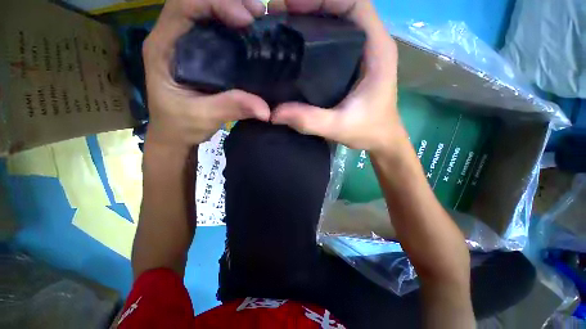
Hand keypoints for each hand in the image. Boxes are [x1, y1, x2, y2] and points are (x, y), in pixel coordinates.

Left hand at [143, 0, 270, 152]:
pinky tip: (248, 21)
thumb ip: (228, 107)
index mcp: (160, 47)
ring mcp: (179, 32)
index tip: (244, 20)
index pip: (183, 7)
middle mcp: (167, 33)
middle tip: (256, 13)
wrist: (171, 130)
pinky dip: (231, 10)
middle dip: (226, 0)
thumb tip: (265, 107)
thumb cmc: (177, 125)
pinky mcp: (191, 35)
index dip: (215, 3)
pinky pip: (209, 11)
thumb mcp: (200, 119)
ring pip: (202, 1)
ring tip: (257, 15)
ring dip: (231, 2)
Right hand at [269, 0, 404, 152]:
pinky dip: (311, 15)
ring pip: (337, 8)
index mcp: (378, 47)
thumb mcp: (342, 127)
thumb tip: (273, 113)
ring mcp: (363, 39)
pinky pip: (332, 19)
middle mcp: (372, 37)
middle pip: (343, 2)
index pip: (356, 4)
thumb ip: (312, 120)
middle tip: (278, 10)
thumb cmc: (371, 129)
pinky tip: (290, 24)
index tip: (294, 7)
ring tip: (279, 15)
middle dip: (311, 0)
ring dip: (309, 5)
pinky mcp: (352, 45)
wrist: (382, 135)